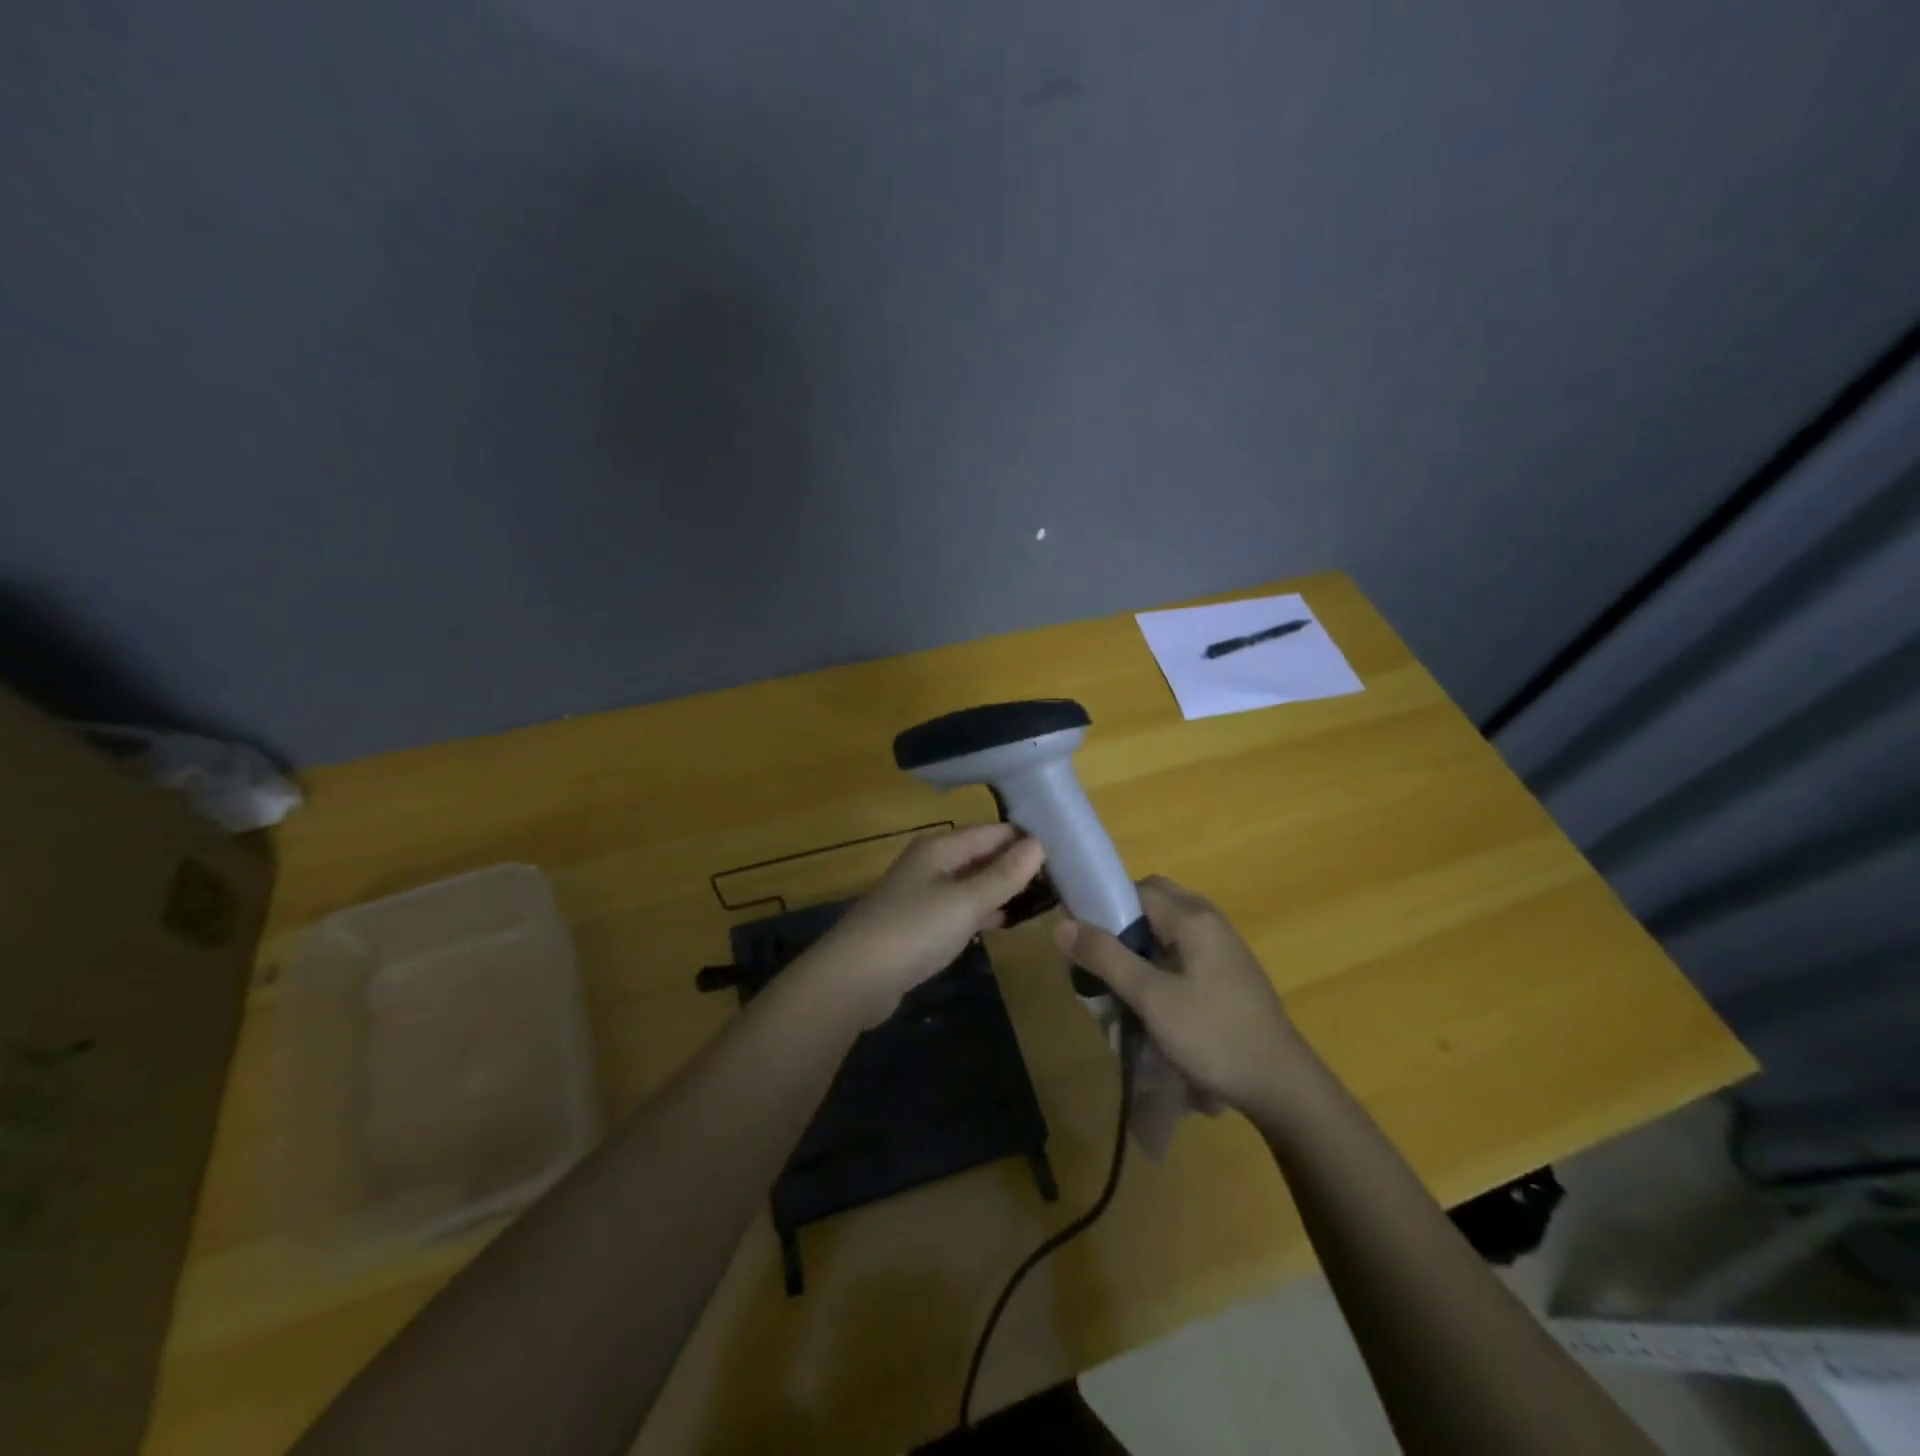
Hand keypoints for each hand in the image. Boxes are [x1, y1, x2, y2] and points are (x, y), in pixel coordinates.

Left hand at [804, 824, 1046, 1024]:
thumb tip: (1039, 843)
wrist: (855, 978)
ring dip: (1003, 889)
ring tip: (1044, 899)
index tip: (1065, 851)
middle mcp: (932, 863)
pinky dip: (983, 910)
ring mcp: (924, 893)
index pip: (993, 832)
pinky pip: (961, 907)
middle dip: (1017, 865)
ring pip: (973, 882)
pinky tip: (1006, 921)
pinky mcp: (921, 923)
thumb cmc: (914, 930)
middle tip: (1062, 879)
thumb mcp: (965, 901)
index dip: (1026, 839)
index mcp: (940, 847)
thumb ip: (1003, 875)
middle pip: (982, 855)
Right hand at [1054, 876, 1305, 1116]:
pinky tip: (1154, 996)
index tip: (1082, 939)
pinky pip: (1184, 946)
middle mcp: (1209, 918)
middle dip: (1121, 923)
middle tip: (1102, 960)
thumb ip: (1106, 957)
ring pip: (1167, 925)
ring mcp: (1224, 943)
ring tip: (1122, 982)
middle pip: (1152, 901)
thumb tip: (1062, 925)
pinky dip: (1161, 958)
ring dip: (1140, 943)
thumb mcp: (1151, 998)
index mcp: (1192, 916)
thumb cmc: (1212, 1035)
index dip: (1103, 905)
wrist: (1280, 1084)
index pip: (1134, 888)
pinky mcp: (1229, 968)